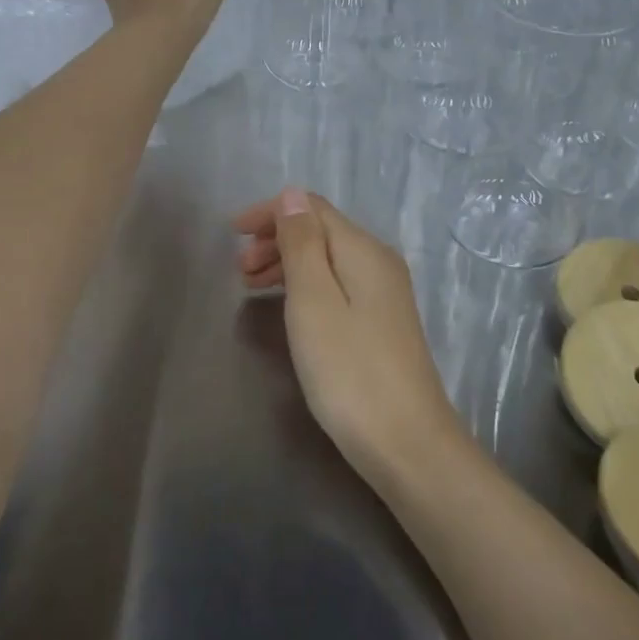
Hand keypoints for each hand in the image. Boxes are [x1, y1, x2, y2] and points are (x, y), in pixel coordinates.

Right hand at [233, 189, 464, 488]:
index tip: (231, 234)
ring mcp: (384, 294)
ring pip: (327, 260)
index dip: (270, 213)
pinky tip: (286, 307)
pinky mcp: (382, 322)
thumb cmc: (349, 370)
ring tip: (250, 286)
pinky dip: (305, 286)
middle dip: (275, 240)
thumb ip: (302, 244)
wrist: (407, 443)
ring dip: (287, 263)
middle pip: (321, 232)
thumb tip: (292, 195)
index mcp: (363, 249)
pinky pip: (336, 285)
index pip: (313, 208)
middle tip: (238, 270)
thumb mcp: (313, 301)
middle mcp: (378, 262)